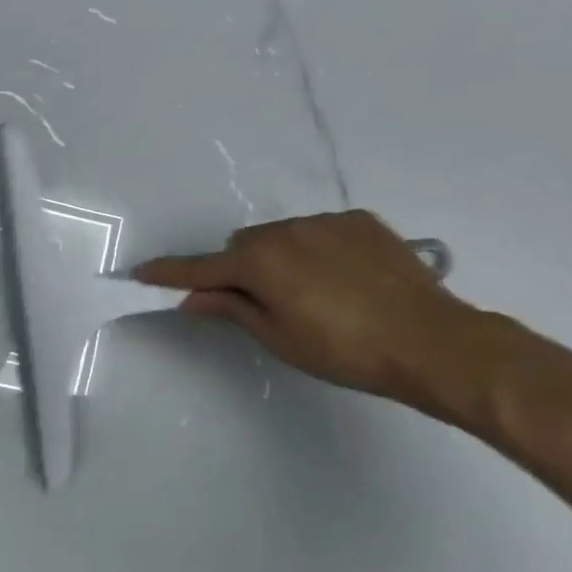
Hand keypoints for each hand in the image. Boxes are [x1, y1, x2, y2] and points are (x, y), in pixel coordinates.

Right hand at [136, 212, 478, 409]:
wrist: (430, 340)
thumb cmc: (344, 350)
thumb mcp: (278, 337)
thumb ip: (231, 309)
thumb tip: (192, 297)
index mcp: (260, 262)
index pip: (201, 268)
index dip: (170, 272)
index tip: (141, 272)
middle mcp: (285, 230)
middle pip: (243, 247)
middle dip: (240, 270)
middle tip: (261, 305)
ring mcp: (325, 221)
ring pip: (280, 236)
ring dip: (279, 258)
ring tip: (313, 294)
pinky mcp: (360, 221)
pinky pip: (318, 231)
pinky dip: (315, 250)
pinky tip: (345, 280)